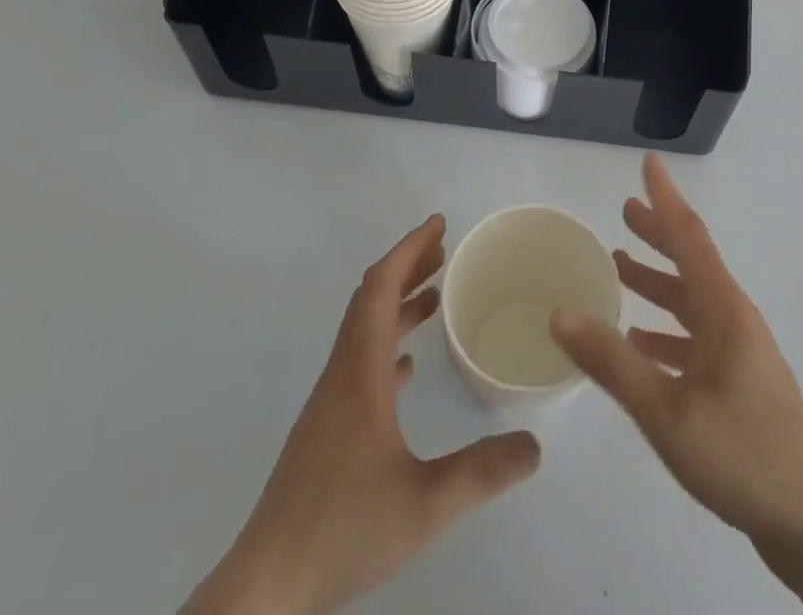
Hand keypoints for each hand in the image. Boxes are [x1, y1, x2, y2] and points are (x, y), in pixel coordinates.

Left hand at [183, 215, 540, 614]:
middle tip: (444, 250)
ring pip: (364, 330)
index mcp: (361, 373)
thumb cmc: (342, 531)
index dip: (409, 249)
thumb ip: (482, 472)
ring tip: (435, 297)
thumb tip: (535, 445)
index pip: (382, 288)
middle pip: (371, 299)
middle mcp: (342, 374)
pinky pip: (358, 363)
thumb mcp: (424, 505)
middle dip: (407, 266)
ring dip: (398, 304)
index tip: (439, 225)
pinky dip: (385, 343)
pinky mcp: (325, 429)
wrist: (266, 587)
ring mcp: (329, 402)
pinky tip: (405, 368)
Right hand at [552, 156, 802, 614]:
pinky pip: (696, 339)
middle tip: (625, 211)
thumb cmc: (741, 453)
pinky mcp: (740, 384)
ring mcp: (741, 352)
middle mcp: (734, 318)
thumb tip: (560, 311)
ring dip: (659, 282)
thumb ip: (612, 361)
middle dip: (658, 234)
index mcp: (723, 309)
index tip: (649, 162)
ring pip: (692, 301)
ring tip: (622, 269)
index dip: (665, 198)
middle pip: (691, 262)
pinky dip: (666, 332)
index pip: (689, 235)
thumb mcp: (666, 410)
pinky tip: (640, 344)